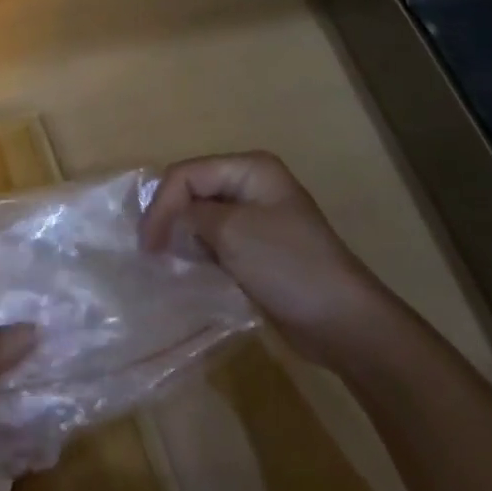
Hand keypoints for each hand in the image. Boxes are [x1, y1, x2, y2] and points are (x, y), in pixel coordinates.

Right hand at [141, 151, 390, 365]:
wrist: (344, 322)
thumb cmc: (287, 266)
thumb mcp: (231, 232)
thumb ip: (189, 215)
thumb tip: (167, 222)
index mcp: (250, 168)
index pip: (187, 173)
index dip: (162, 204)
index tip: (148, 244)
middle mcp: (252, 184)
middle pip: (192, 190)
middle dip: (169, 217)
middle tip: (150, 251)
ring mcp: (256, 216)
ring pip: (201, 216)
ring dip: (182, 236)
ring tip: (164, 261)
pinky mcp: (256, 247)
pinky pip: (216, 240)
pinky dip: (198, 251)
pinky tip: (188, 269)